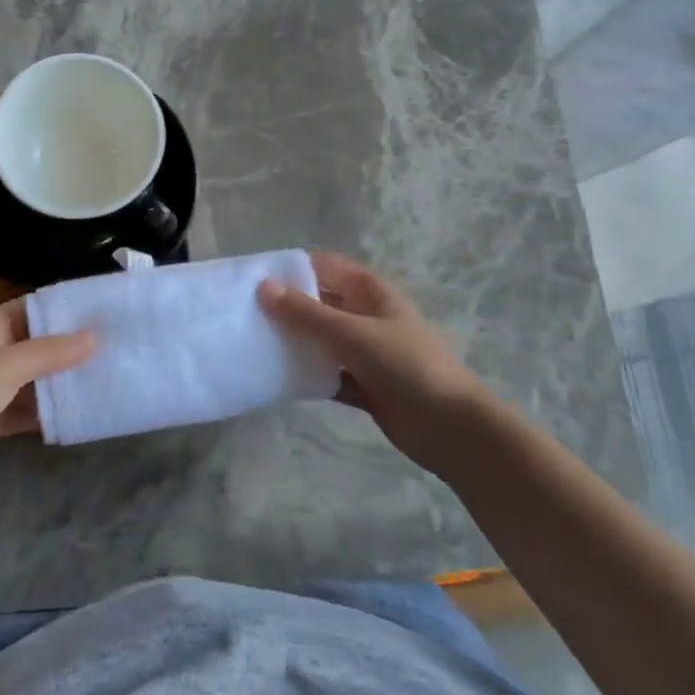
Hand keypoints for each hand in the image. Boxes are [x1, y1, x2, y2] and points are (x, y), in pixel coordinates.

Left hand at [0, 301, 93, 511]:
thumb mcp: (2, 368)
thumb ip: (49, 353)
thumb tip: (95, 336)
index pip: (35, 307)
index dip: (68, 308)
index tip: (108, 312)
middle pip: (37, 344)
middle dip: (71, 349)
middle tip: (117, 351)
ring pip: (32, 381)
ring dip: (61, 384)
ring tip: (105, 383)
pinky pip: (22, 412)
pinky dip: (44, 415)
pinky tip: (75, 419)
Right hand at [259, 252, 483, 471]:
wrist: (451, 428)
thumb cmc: (406, 366)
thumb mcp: (352, 333)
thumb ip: (306, 313)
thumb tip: (263, 286)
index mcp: (369, 291)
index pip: (324, 266)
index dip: (291, 267)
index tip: (252, 276)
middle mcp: (365, 315)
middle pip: (319, 302)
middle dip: (286, 306)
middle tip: (243, 311)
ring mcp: (364, 351)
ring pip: (320, 339)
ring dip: (294, 341)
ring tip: (252, 342)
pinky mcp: (362, 384)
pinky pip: (326, 372)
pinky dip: (306, 374)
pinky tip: (276, 378)